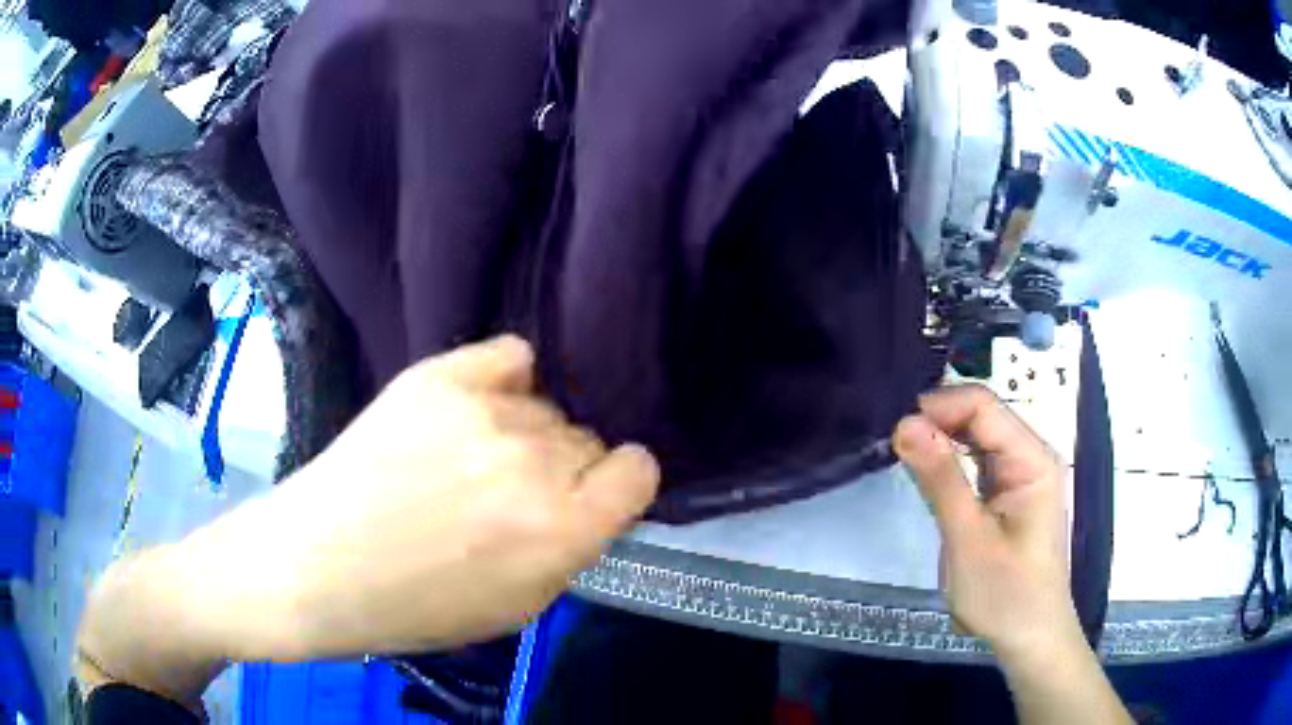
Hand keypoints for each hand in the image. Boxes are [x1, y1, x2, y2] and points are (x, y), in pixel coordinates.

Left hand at [278, 335, 660, 654]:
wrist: (321, 566)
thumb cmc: (418, 607)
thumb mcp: (521, 607)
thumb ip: (573, 548)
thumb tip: (594, 498)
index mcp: (562, 528)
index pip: (639, 469)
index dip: (618, 487)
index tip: (593, 498)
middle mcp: (534, 460)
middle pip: (588, 440)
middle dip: (566, 470)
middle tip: (512, 494)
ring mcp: (484, 409)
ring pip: (545, 408)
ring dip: (525, 435)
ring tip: (472, 459)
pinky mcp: (439, 376)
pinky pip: (510, 355)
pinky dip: (505, 379)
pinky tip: (476, 405)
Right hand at [893, 385, 1081, 664]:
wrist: (1029, 638)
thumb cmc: (1004, 594)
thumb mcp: (967, 538)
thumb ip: (940, 478)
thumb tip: (905, 423)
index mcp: (1032, 459)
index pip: (984, 405)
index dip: (940, 407)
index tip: (897, 431)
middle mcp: (1032, 456)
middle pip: (983, 416)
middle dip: (939, 421)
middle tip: (896, 446)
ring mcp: (1024, 475)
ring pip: (979, 437)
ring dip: (943, 440)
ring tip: (906, 455)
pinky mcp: (1012, 494)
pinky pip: (980, 461)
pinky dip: (953, 462)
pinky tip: (931, 472)